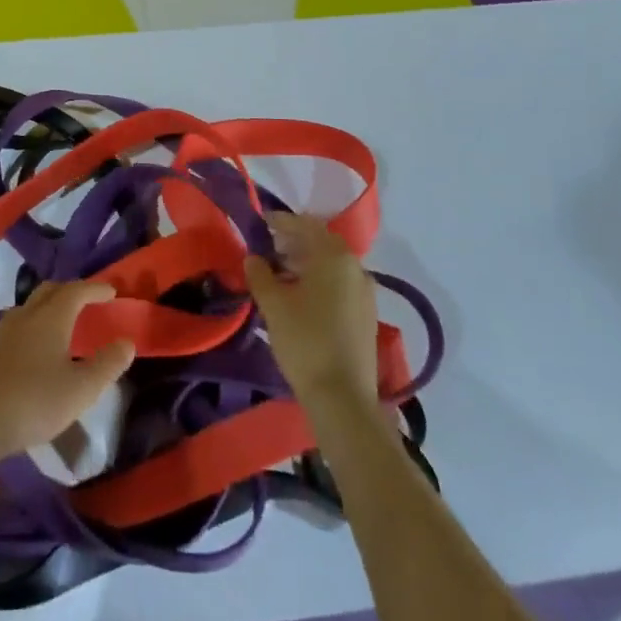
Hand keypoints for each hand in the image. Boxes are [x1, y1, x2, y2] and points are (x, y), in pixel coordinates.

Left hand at [0, 281, 135, 462]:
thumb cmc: (34, 401)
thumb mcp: (81, 389)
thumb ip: (107, 364)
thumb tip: (127, 342)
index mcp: (51, 317)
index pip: (76, 291)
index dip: (95, 289)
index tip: (111, 291)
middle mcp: (27, 316)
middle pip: (50, 291)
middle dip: (71, 291)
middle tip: (88, 302)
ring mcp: (4, 332)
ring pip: (31, 306)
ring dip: (50, 306)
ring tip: (63, 323)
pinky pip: (19, 325)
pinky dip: (35, 325)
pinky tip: (37, 348)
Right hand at [244, 212, 379, 410]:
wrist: (343, 399)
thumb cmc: (305, 341)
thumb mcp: (273, 304)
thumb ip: (260, 274)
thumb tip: (253, 258)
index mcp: (335, 257)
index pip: (306, 225)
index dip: (281, 221)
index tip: (260, 221)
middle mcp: (355, 268)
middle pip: (322, 243)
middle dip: (293, 242)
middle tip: (267, 248)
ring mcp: (365, 293)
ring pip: (331, 265)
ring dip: (305, 262)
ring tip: (278, 273)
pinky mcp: (366, 315)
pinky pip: (340, 284)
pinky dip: (319, 280)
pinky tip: (299, 297)